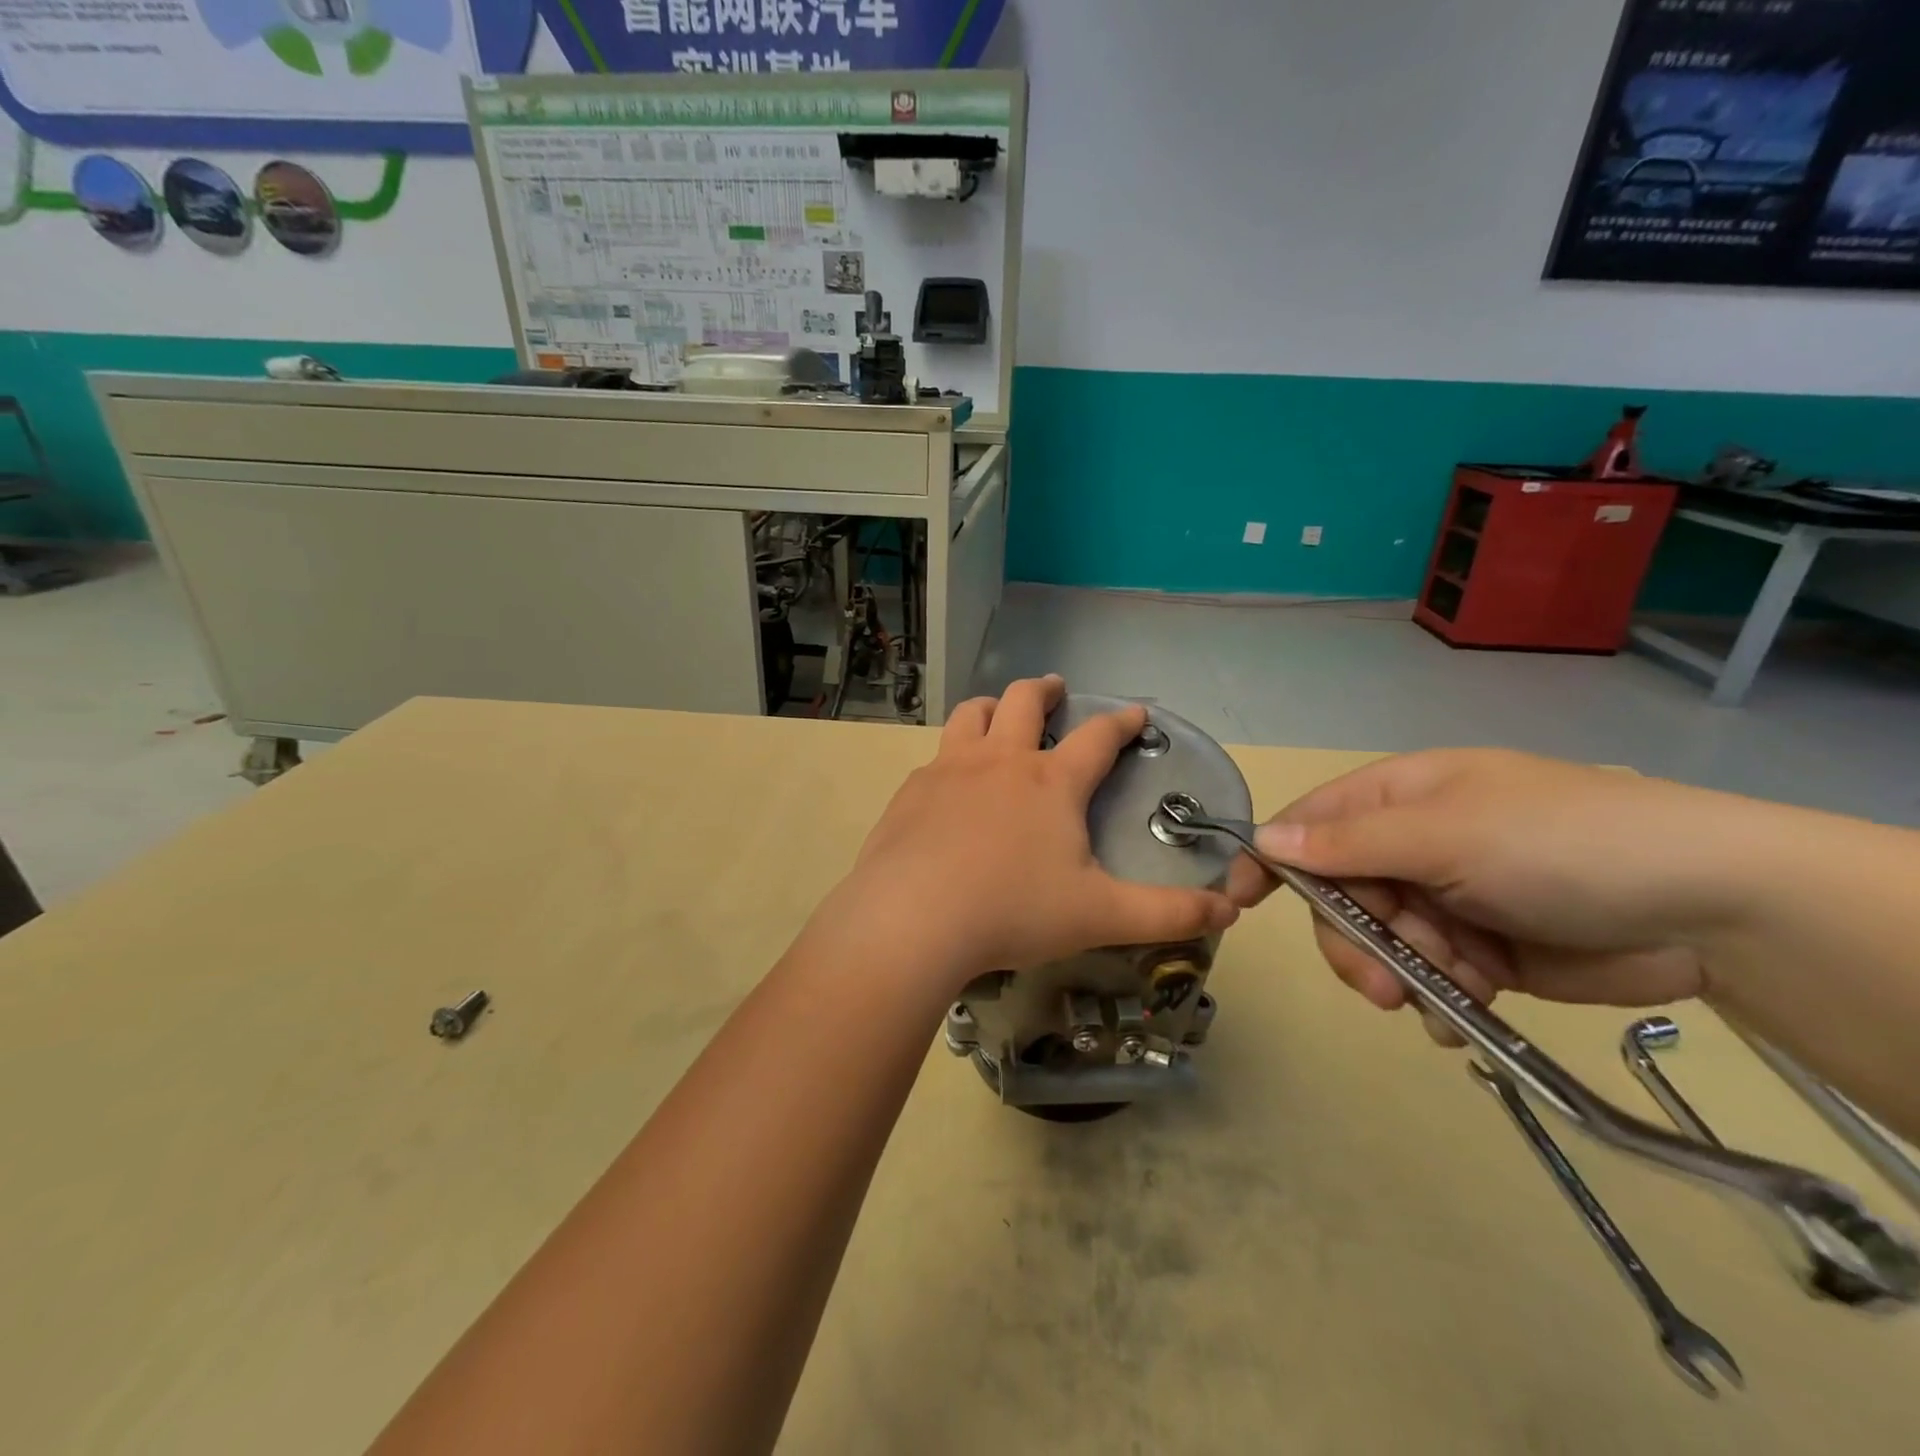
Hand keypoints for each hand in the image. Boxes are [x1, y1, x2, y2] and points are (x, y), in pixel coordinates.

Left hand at [829, 676, 1237, 988]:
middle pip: (1022, 701)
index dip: (1121, 721)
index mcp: (1050, 782)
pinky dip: (951, 757)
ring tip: (997, 712)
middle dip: (1044, 690)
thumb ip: (1168, 913)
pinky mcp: (911, 792)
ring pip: (970, 715)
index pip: (1097, 737)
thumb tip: (1230, 910)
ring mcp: (949, 770)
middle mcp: (999, 761)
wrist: (912, 918)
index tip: (1135, 712)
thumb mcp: (1101, 916)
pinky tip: (949, 783)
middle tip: (1054, 689)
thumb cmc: (1012, 910)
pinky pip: (935, 759)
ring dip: (990, 706)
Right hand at [1225, 749, 1775, 1029]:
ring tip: (1443, 997)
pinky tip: (1460, 1016)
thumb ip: (1349, 843)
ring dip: (1399, 973)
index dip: (1269, 859)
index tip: (1238, 903)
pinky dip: (1435, 999)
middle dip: (1352, 940)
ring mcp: (1444, 900)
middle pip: (1338, 895)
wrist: (1706, 911)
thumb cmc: (1560, 844)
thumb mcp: (1445, 834)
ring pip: (1378, 942)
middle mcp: (1411, 846)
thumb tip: (1263, 839)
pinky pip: (1425, 978)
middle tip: (1381, 985)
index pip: (1308, 823)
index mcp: (1398, 799)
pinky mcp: (1479, 952)